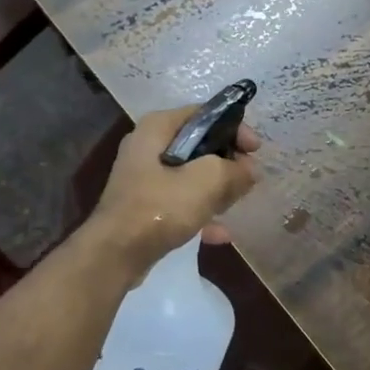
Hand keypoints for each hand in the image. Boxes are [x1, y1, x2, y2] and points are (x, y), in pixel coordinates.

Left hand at [86, 107, 260, 270]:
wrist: (114, 255)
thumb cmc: (160, 207)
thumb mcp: (207, 181)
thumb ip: (234, 170)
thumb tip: (250, 170)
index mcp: (158, 127)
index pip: (205, 114)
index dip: (235, 128)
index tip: (256, 150)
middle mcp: (147, 146)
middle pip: (199, 144)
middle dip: (227, 162)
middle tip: (248, 178)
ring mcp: (143, 178)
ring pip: (191, 175)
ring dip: (216, 188)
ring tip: (237, 203)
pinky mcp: (143, 206)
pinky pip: (180, 201)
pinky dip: (200, 211)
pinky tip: (220, 233)